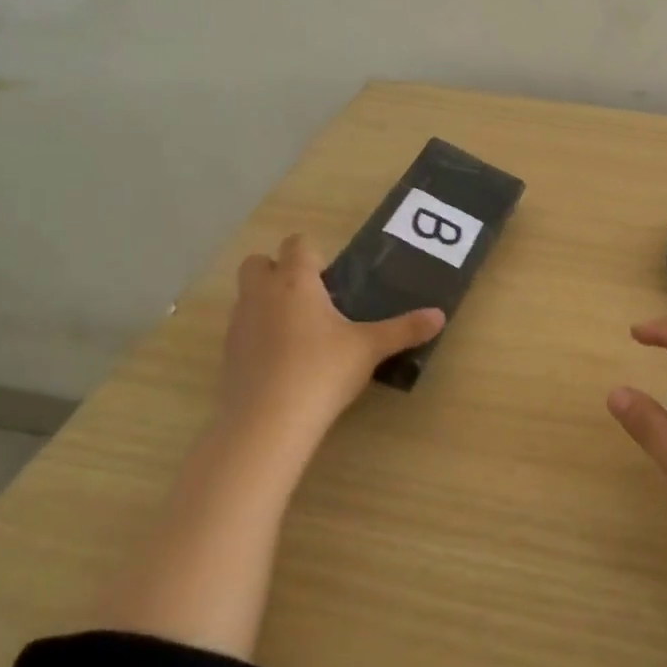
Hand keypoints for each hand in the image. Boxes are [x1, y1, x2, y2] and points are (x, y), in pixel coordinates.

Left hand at [217, 234, 444, 472]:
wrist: (267, 421)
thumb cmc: (322, 371)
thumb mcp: (369, 349)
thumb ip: (404, 329)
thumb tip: (440, 315)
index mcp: (296, 281)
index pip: (297, 244)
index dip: (313, 253)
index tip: (331, 276)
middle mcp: (262, 293)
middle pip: (259, 262)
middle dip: (278, 270)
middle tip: (310, 297)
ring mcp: (239, 323)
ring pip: (247, 296)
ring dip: (266, 302)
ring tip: (299, 331)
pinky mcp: (226, 354)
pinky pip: (241, 329)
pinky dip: (257, 334)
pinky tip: (281, 361)